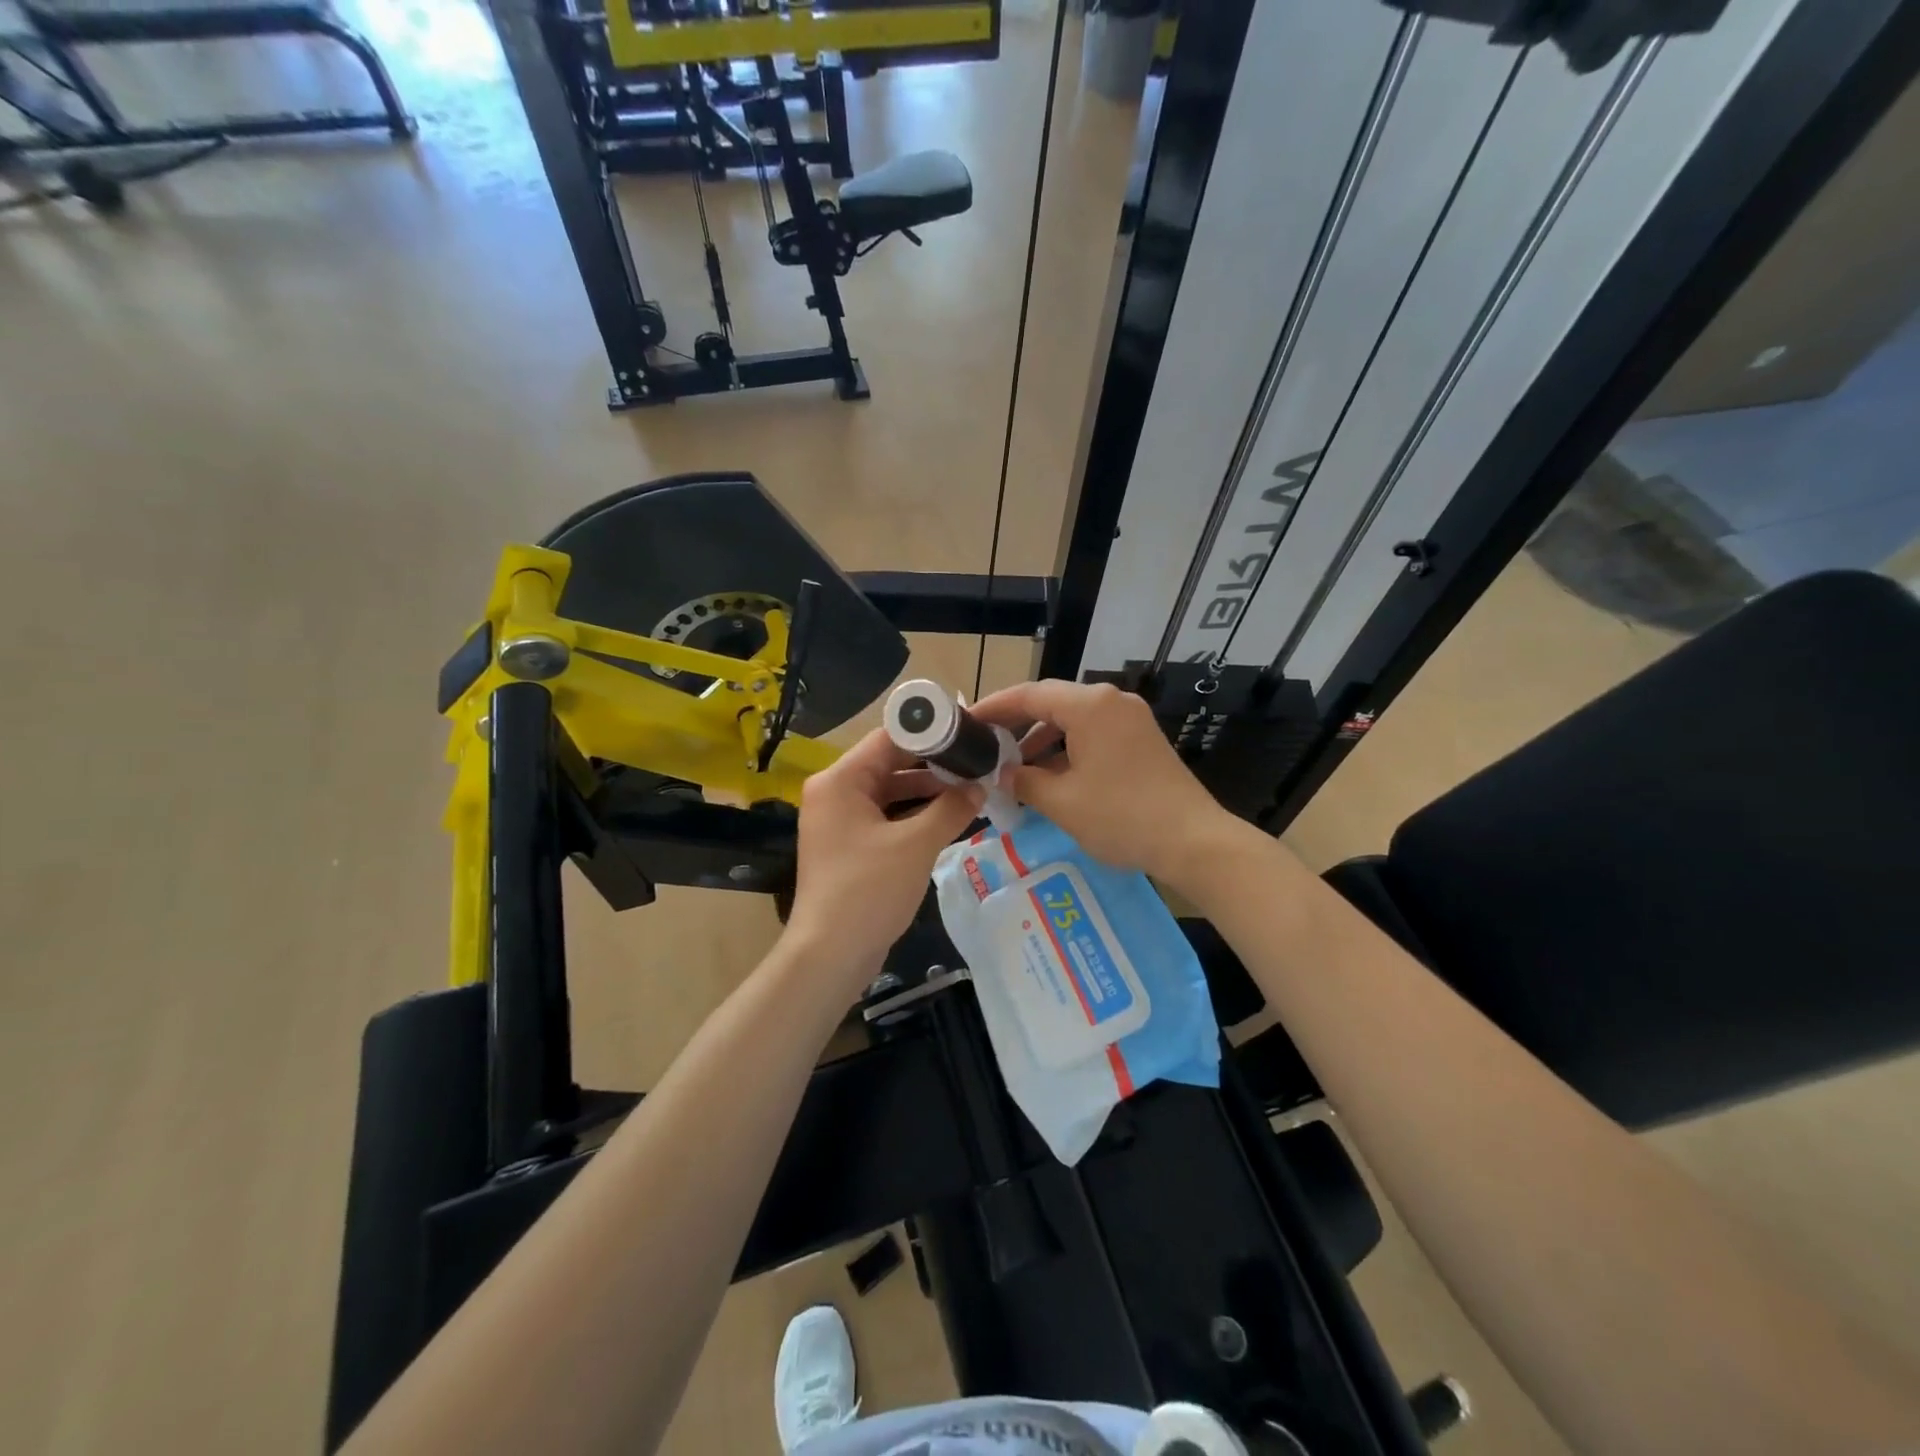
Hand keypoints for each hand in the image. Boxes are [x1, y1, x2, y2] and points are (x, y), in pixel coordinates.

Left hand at [783, 728, 979, 991]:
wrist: (830, 954)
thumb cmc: (869, 890)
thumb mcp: (916, 845)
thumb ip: (951, 808)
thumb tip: (980, 786)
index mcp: (840, 781)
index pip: (888, 739)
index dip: (930, 733)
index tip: (968, 732)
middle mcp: (834, 793)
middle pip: (889, 764)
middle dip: (933, 766)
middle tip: (977, 761)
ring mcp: (839, 821)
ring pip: (889, 793)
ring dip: (927, 792)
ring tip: (971, 787)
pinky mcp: (848, 846)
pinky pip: (885, 818)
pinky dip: (914, 816)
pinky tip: (949, 817)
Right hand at [970, 679, 1245, 888]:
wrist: (1193, 841)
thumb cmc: (1121, 817)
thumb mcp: (1062, 802)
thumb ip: (1024, 780)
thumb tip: (1005, 773)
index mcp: (1089, 706)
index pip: (1029, 695)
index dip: (994, 707)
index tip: (966, 722)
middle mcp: (1111, 701)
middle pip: (1051, 702)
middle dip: (1016, 724)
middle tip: (984, 745)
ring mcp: (1130, 718)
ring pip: (1073, 719)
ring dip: (1042, 739)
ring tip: (1013, 766)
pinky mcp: (1141, 739)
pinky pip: (1093, 733)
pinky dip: (1067, 748)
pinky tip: (1050, 775)